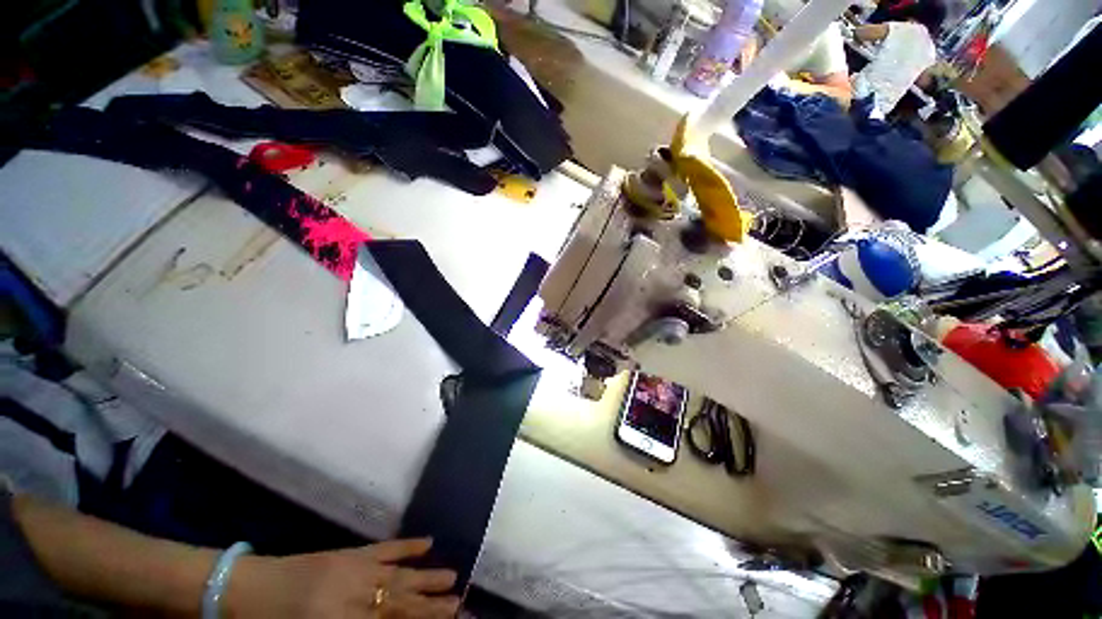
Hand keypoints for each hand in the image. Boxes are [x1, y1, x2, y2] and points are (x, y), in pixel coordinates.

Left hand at [226, 538, 459, 617]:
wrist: (247, 589)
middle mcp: (353, 595)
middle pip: (399, 602)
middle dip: (431, 605)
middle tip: (460, 603)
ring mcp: (354, 568)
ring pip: (398, 575)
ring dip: (426, 577)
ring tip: (453, 577)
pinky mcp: (350, 552)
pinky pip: (384, 548)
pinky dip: (406, 546)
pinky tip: (427, 543)